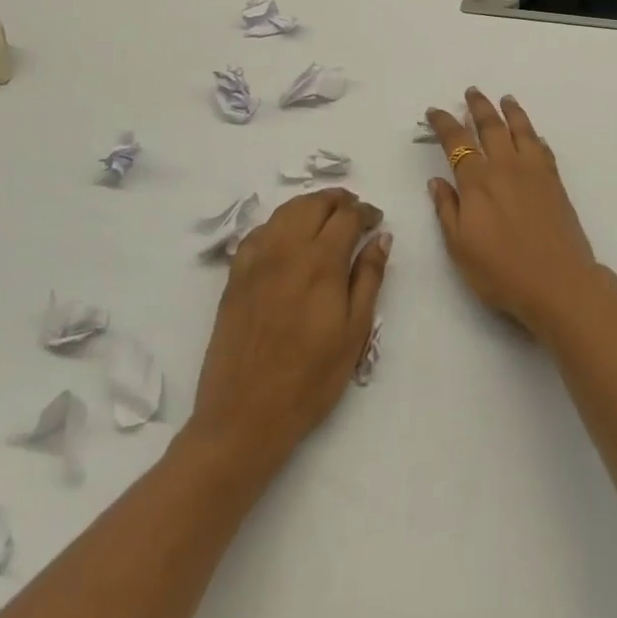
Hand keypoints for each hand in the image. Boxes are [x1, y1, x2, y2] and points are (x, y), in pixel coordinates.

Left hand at [190, 189, 389, 468]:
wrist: (244, 416)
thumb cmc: (310, 380)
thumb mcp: (354, 333)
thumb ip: (369, 278)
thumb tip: (381, 238)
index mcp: (321, 262)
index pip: (347, 216)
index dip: (366, 212)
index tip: (376, 221)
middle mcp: (287, 249)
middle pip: (315, 203)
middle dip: (339, 201)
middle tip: (354, 213)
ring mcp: (256, 260)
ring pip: (285, 211)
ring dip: (310, 206)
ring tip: (325, 219)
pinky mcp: (235, 275)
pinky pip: (259, 232)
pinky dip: (279, 224)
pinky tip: (288, 238)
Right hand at [426, 89, 600, 338]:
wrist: (560, 283)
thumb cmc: (502, 272)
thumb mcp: (460, 248)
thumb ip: (447, 210)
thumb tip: (437, 182)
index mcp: (477, 182)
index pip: (456, 141)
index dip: (443, 123)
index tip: (434, 111)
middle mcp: (505, 167)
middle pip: (491, 126)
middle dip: (479, 106)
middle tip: (471, 92)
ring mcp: (534, 172)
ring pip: (521, 130)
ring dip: (511, 111)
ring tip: (505, 99)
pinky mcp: (555, 182)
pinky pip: (543, 149)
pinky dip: (535, 137)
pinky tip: (534, 136)